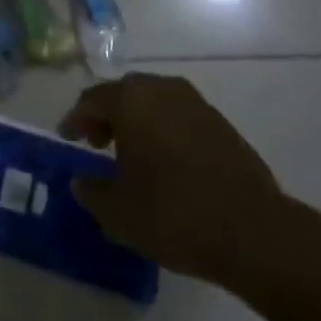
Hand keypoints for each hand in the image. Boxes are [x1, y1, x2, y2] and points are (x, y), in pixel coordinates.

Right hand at [59, 73, 293, 286]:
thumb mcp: (118, 212)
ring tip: (131, 156)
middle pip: (123, 94)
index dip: (75, 120)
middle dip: (106, 116)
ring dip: (137, 122)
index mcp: (131, 100)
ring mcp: (195, 103)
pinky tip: (165, 163)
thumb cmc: (174, 214)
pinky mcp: (221, 123)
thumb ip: (91, 191)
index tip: (67, 138)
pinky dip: (163, 131)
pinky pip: (178, 117)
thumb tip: (81, 181)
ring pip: (153, 102)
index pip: (92, 100)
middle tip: (96, 144)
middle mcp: (162, 89)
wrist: (253, 231)